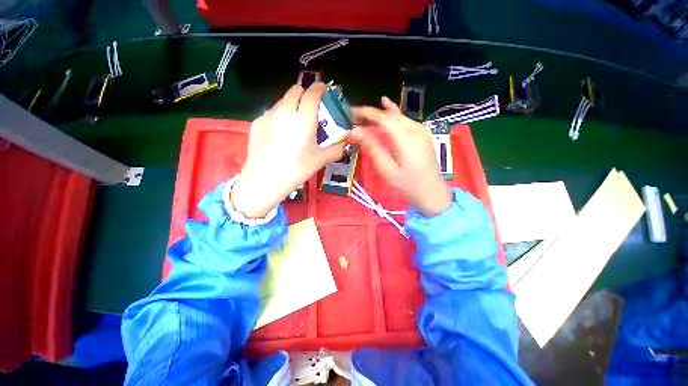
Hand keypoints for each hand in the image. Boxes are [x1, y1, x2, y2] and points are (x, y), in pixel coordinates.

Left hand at [232, 83, 345, 217]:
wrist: (265, 180)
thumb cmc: (296, 170)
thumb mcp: (320, 160)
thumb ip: (335, 150)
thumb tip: (344, 145)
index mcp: (303, 119)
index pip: (312, 93)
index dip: (320, 88)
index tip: (324, 89)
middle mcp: (285, 111)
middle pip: (295, 90)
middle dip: (305, 93)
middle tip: (310, 105)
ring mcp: (268, 115)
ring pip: (283, 100)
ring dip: (292, 104)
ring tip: (295, 121)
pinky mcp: (257, 122)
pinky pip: (272, 112)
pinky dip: (280, 116)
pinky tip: (279, 133)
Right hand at [351, 97, 452, 215]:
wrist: (431, 191)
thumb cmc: (407, 183)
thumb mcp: (386, 169)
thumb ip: (372, 148)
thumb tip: (356, 132)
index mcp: (406, 139)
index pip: (384, 118)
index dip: (368, 113)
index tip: (353, 112)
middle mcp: (416, 130)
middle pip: (391, 115)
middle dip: (373, 113)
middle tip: (357, 115)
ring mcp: (422, 131)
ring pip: (399, 116)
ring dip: (382, 113)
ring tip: (367, 113)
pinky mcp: (423, 134)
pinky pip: (405, 120)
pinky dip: (393, 116)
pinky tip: (388, 109)